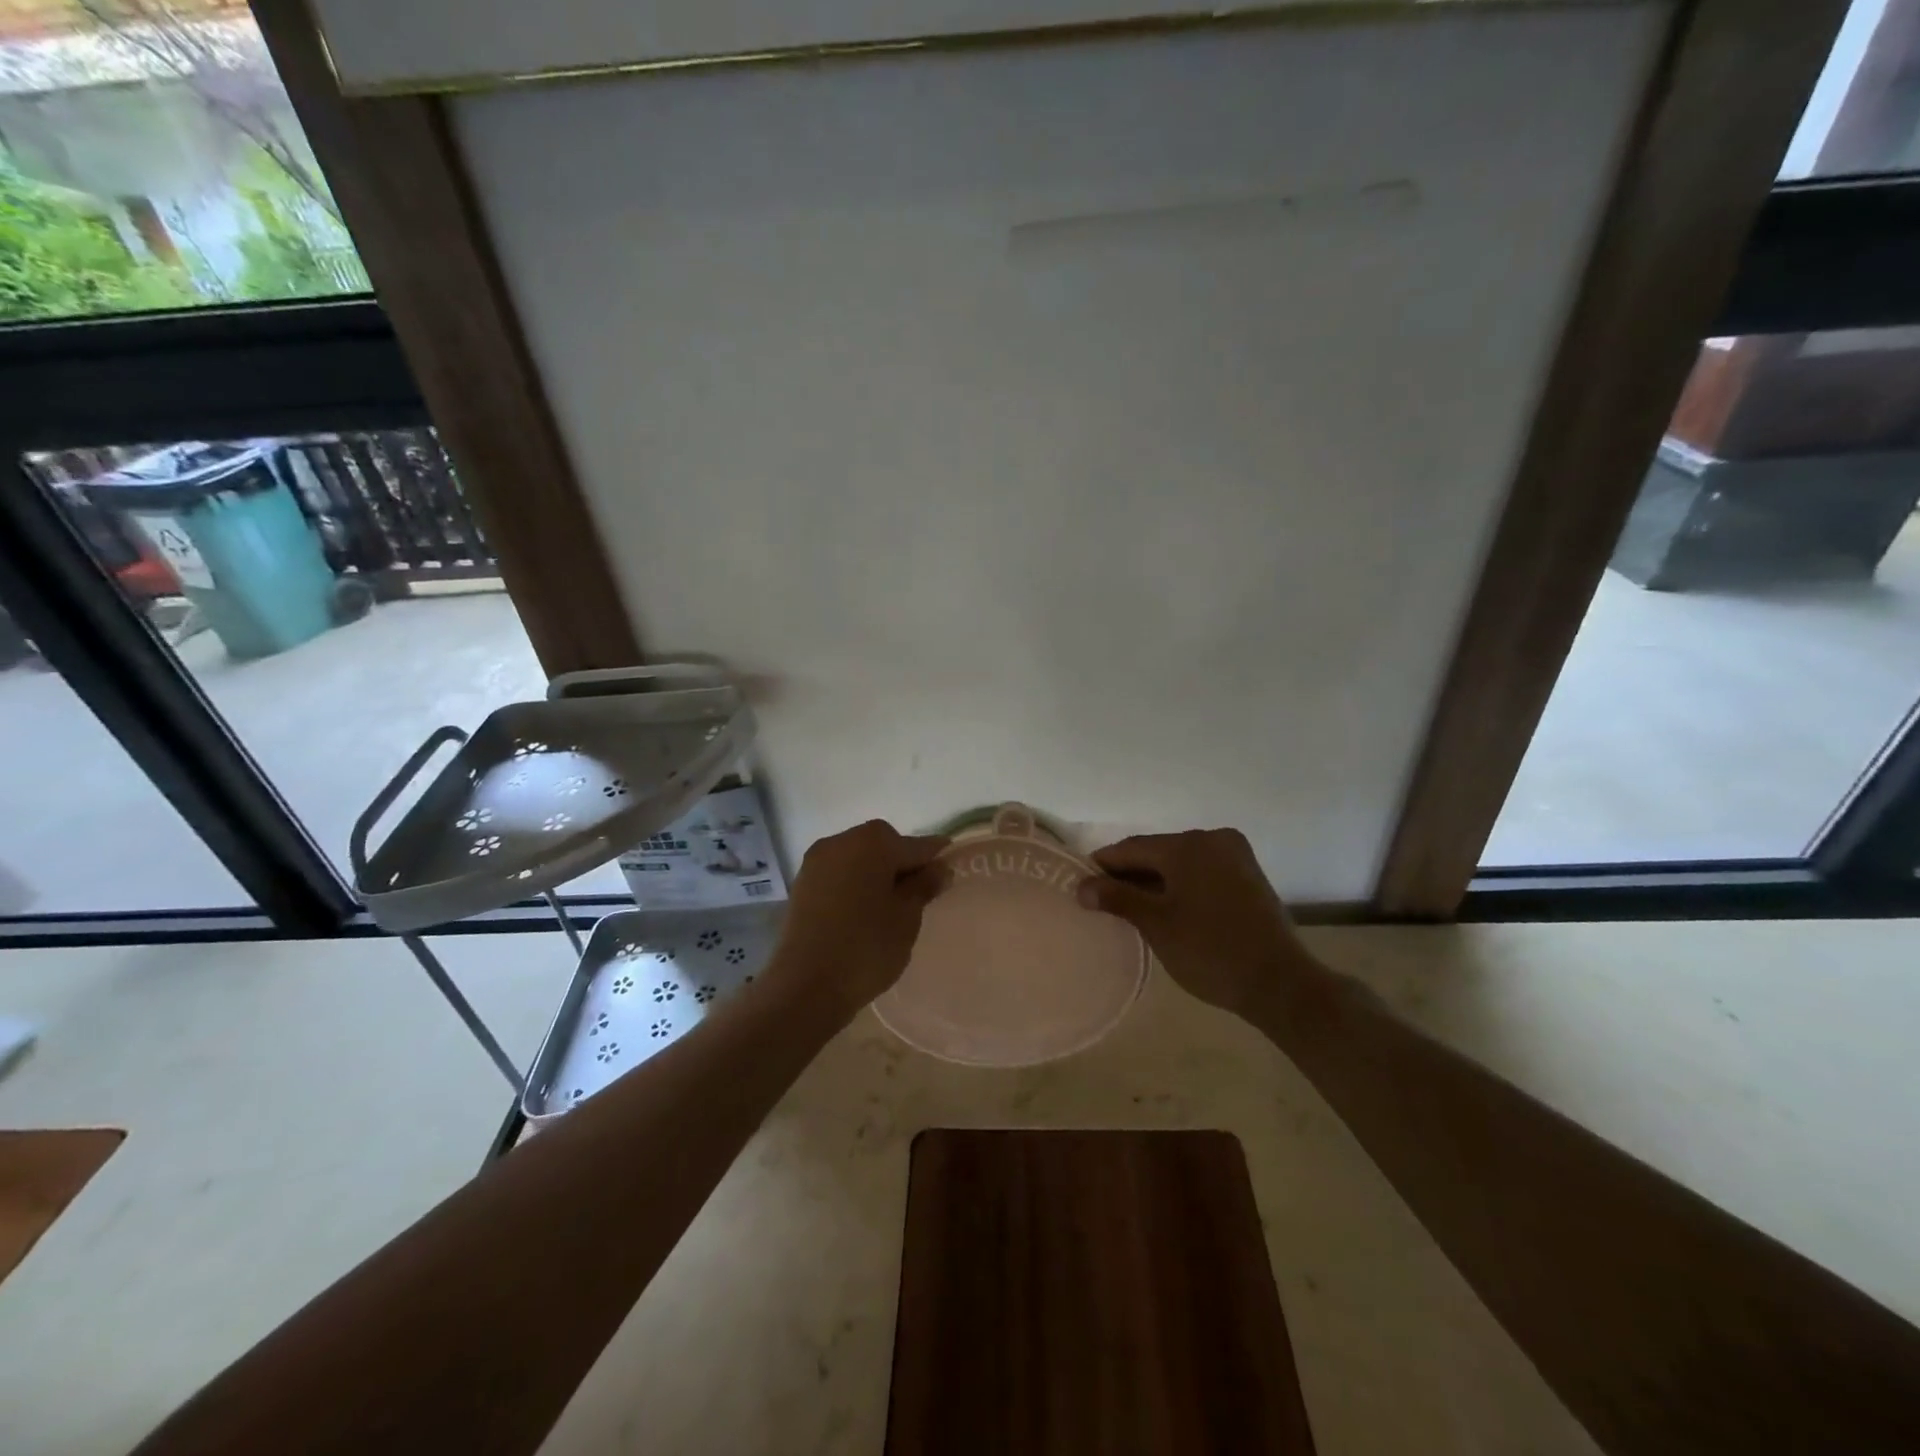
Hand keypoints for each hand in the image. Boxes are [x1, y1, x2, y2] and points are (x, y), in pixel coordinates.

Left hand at [772, 820, 949, 1017]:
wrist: (805, 985)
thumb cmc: (867, 947)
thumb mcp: (907, 917)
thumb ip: (924, 886)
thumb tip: (939, 868)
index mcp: (873, 841)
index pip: (916, 845)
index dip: (935, 859)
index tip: (949, 874)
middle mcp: (841, 841)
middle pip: (883, 846)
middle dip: (902, 866)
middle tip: (918, 898)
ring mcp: (817, 861)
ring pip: (858, 860)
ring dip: (876, 875)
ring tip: (889, 908)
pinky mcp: (802, 884)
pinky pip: (838, 875)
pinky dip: (853, 886)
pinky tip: (862, 913)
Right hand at [1078, 828, 1315, 1021]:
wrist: (1279, 983)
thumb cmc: (1210, 951)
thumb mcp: (1156, 924)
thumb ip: (1117, 898)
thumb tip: (1082, 886)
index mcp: (1188, 845)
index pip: (1132, 848)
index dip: (1103, 864)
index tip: (1081, 883)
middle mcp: (1213, 840)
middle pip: (1157, 852)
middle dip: (1130, 874)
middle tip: (1103, 900)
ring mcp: (1235, 856)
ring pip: (1181, 863)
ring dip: (1156, 881)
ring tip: (1131, 907)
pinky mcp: (1249, 876)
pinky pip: (1202, 872)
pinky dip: (1181, 885)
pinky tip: (1167, 907)